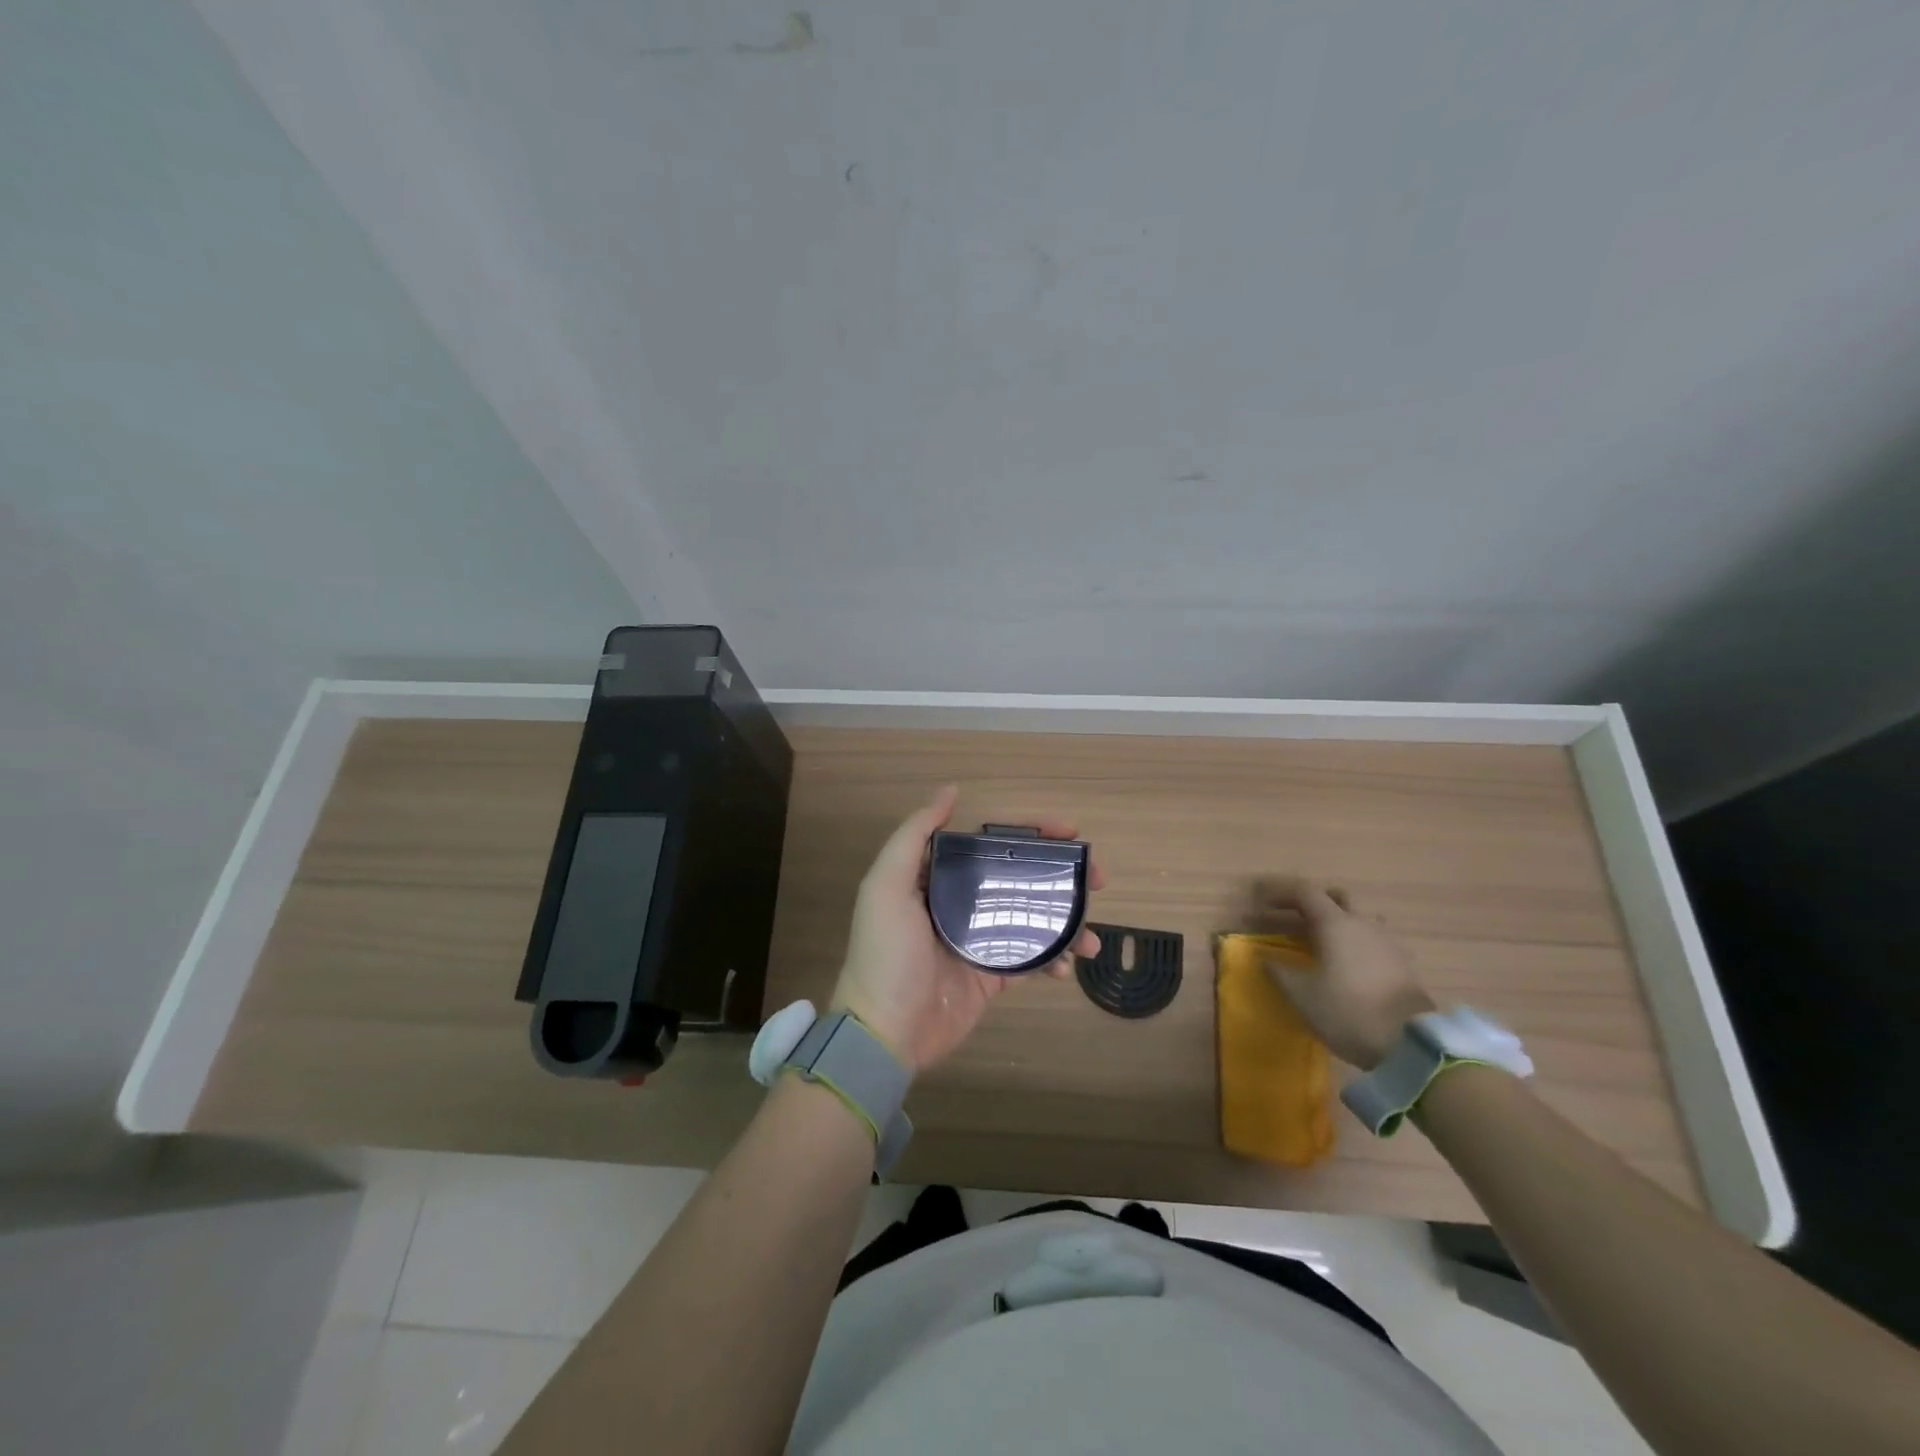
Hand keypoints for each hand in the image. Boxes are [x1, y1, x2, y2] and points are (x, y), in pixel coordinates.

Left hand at [830, 785, 1103, 1073]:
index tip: (1070, 830)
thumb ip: (914, 835)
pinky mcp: (992, 975)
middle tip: (1097, 878)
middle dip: (1061, 873)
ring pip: (1032, 916)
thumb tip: (950, 791)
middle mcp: (962, 901)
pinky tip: (1069, 964)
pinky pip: (1032, 958)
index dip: (1031, 831)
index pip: (992, 842)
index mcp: (939, 876)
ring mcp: (980, 939)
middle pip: (1019, 875)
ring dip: (1066, 918)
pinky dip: (1055, 958)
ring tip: (1092, 934)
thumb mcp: (886, 886)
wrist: (884, 1033)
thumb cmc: (886, 954)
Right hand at [1256, 878, 1433, 1069]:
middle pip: (1336, 898)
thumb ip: (1278, 970)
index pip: (1304, 892)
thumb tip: (1264, 956)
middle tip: (1292, 919)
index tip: (1261, 901)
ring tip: (1320, 944)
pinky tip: (1346, 966)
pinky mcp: (1402, 964)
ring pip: (1358, 919)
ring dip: (1336, 923)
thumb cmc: (1348, 1011)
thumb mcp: (1302, 994)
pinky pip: (1372, 940)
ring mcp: (1387, 942)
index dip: (1280, 892)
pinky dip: (1354, 943)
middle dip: (1312, 903)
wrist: (1411, 1045)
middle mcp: (1363, 924)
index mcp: (1335, 923)